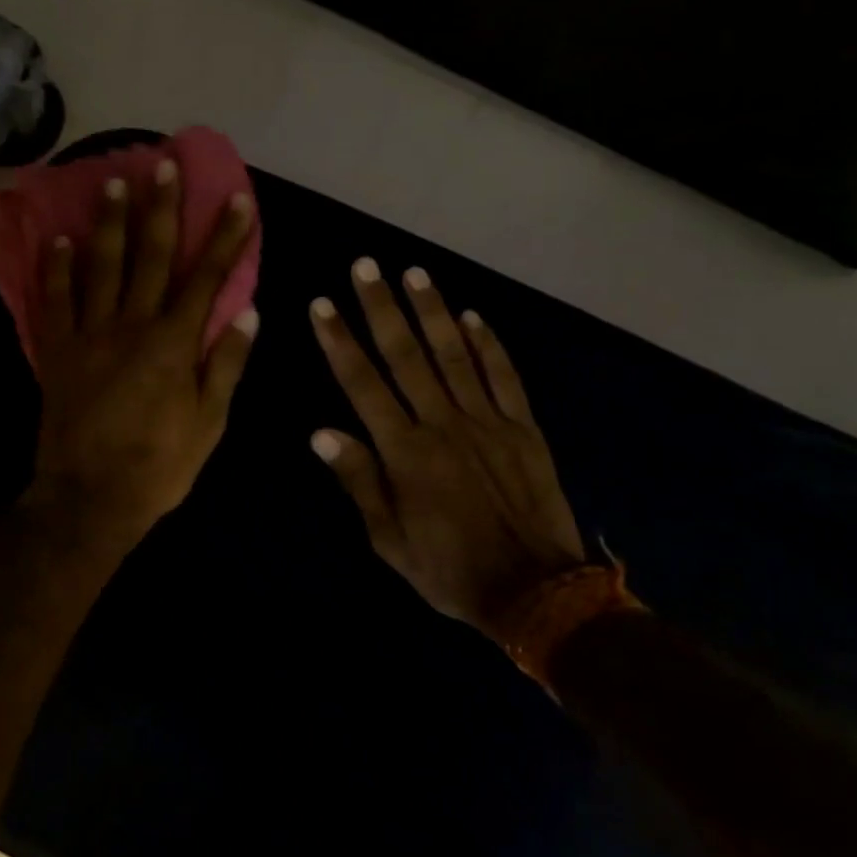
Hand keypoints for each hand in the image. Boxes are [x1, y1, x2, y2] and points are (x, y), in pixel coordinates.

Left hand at [29, 159, 259, 548]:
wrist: (90, 499)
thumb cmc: (159, 466)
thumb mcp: (209, 424)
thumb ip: (226, 365)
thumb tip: (248, 312)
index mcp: (173, 344)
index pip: (207, 278)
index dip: (225, 237)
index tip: (237, 200)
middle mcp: (131, 326)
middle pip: (151, 257)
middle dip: (162, 209)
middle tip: (164, 164)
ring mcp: (89, 335)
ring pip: (101, 266)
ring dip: (109, 222)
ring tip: (114, 181)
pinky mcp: (57, 351)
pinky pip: (55, 300)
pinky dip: (57, 268)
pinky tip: (60, 238)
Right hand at [310, 259, 584, 638]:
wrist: (534, 590)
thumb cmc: (449, 569)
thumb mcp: (389, 539)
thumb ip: (358, 481)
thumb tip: (321, 432)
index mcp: (404, 452)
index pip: (363, 385)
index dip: (340, 342)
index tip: (323, 306)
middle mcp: (443, 424)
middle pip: (406, 355)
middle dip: (381, 308)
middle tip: (366, 266)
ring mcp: (488, 421)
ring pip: (455, 355)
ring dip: (433, 311)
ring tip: (414, 273)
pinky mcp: (523, 428)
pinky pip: (504, 377)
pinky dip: (488, 344)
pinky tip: (473, 315)